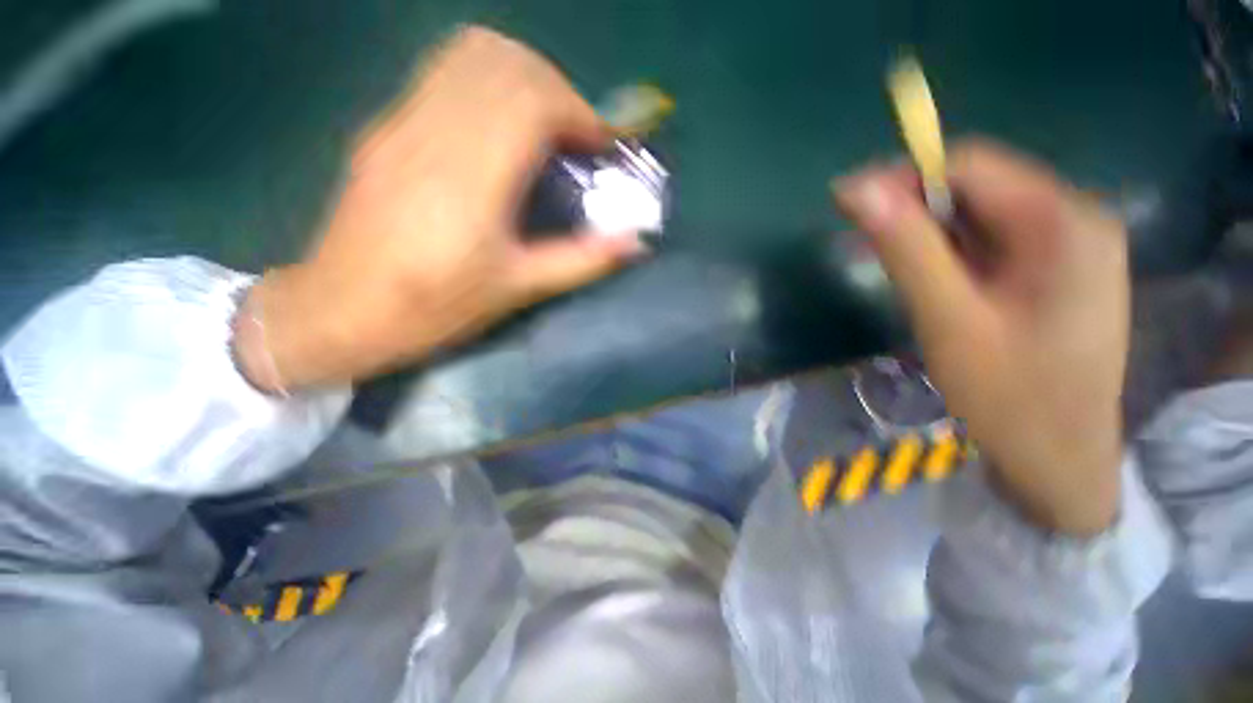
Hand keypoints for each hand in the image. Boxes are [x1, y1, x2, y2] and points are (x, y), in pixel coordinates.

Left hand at [234, 26, 642, 389]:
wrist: (338, 312)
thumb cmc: (434, 310)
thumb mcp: (517, 290)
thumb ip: (581, 261)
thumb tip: (635, 244)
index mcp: (469, 180)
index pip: (530, 100)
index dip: (578, 111)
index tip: (602, 144)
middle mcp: (432, 133)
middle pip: (505, 62)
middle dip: (557, 89)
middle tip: (577, 137)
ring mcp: (400, 122)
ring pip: (469, 53)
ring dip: (523, 76)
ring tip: (544, 127)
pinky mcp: (385, 127)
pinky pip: (444, 73)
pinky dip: (488, 83)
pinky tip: (500, 130)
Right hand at [834, 140, 1128, 535]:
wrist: (1058, 459)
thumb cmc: (1008, 396)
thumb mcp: (948, 319)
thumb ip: (906, 249)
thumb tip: (856, 190)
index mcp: (1065, 224)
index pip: (972, 166)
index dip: (903, 177)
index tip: (846, 204)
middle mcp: (1076, 219)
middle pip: (978, 187)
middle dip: (912, 207)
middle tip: (858, 238)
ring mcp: (1070, 245)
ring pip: (980, 215)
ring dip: (925, 232)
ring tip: (881, 260)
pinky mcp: (1055, 269)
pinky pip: (990, 241)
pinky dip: (947, 251)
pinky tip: (922, 275)